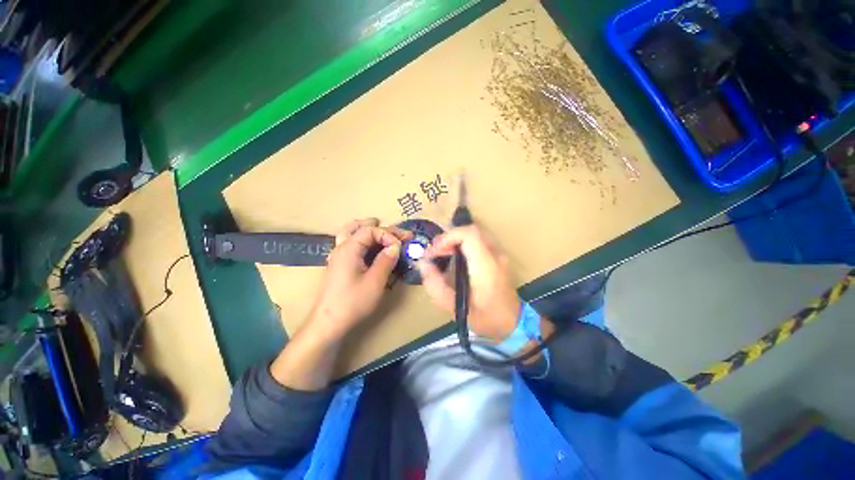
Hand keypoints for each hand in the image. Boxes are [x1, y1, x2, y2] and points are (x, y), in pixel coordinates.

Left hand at [305, 218, 410, 339]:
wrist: (327, 324)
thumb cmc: (352, 303)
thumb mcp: (375, 281)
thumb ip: (386, 260)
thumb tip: (396, 246)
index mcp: (348, 248)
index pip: (370, 230)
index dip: (389, 234)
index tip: (401, 246)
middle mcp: (341, 248)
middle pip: (359, 227)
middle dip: (381, 228)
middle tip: (398, 233)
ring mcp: (338, 256)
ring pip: (351, 233)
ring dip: (368, 229)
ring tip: (383, 230)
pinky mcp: (339, 265)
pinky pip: (350, 244)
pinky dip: (363, 240)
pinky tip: (371, 247)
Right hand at [418, 224, 521, 341]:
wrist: (513, 325)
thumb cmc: (485, 319)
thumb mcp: (456, 308)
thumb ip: (436, 286)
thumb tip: (423, 264)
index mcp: (486, 267)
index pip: (469, 235)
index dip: (448, 237)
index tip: (434, 251)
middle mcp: (495, 256)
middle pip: (471, 231)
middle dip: (449, 238)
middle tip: (434, 252)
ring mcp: (500, 255)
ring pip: (475, 234)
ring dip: (455, 240)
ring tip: (441, 254)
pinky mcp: (499, 257)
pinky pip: (479, 241)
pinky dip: (463, 244)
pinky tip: (454, 257)